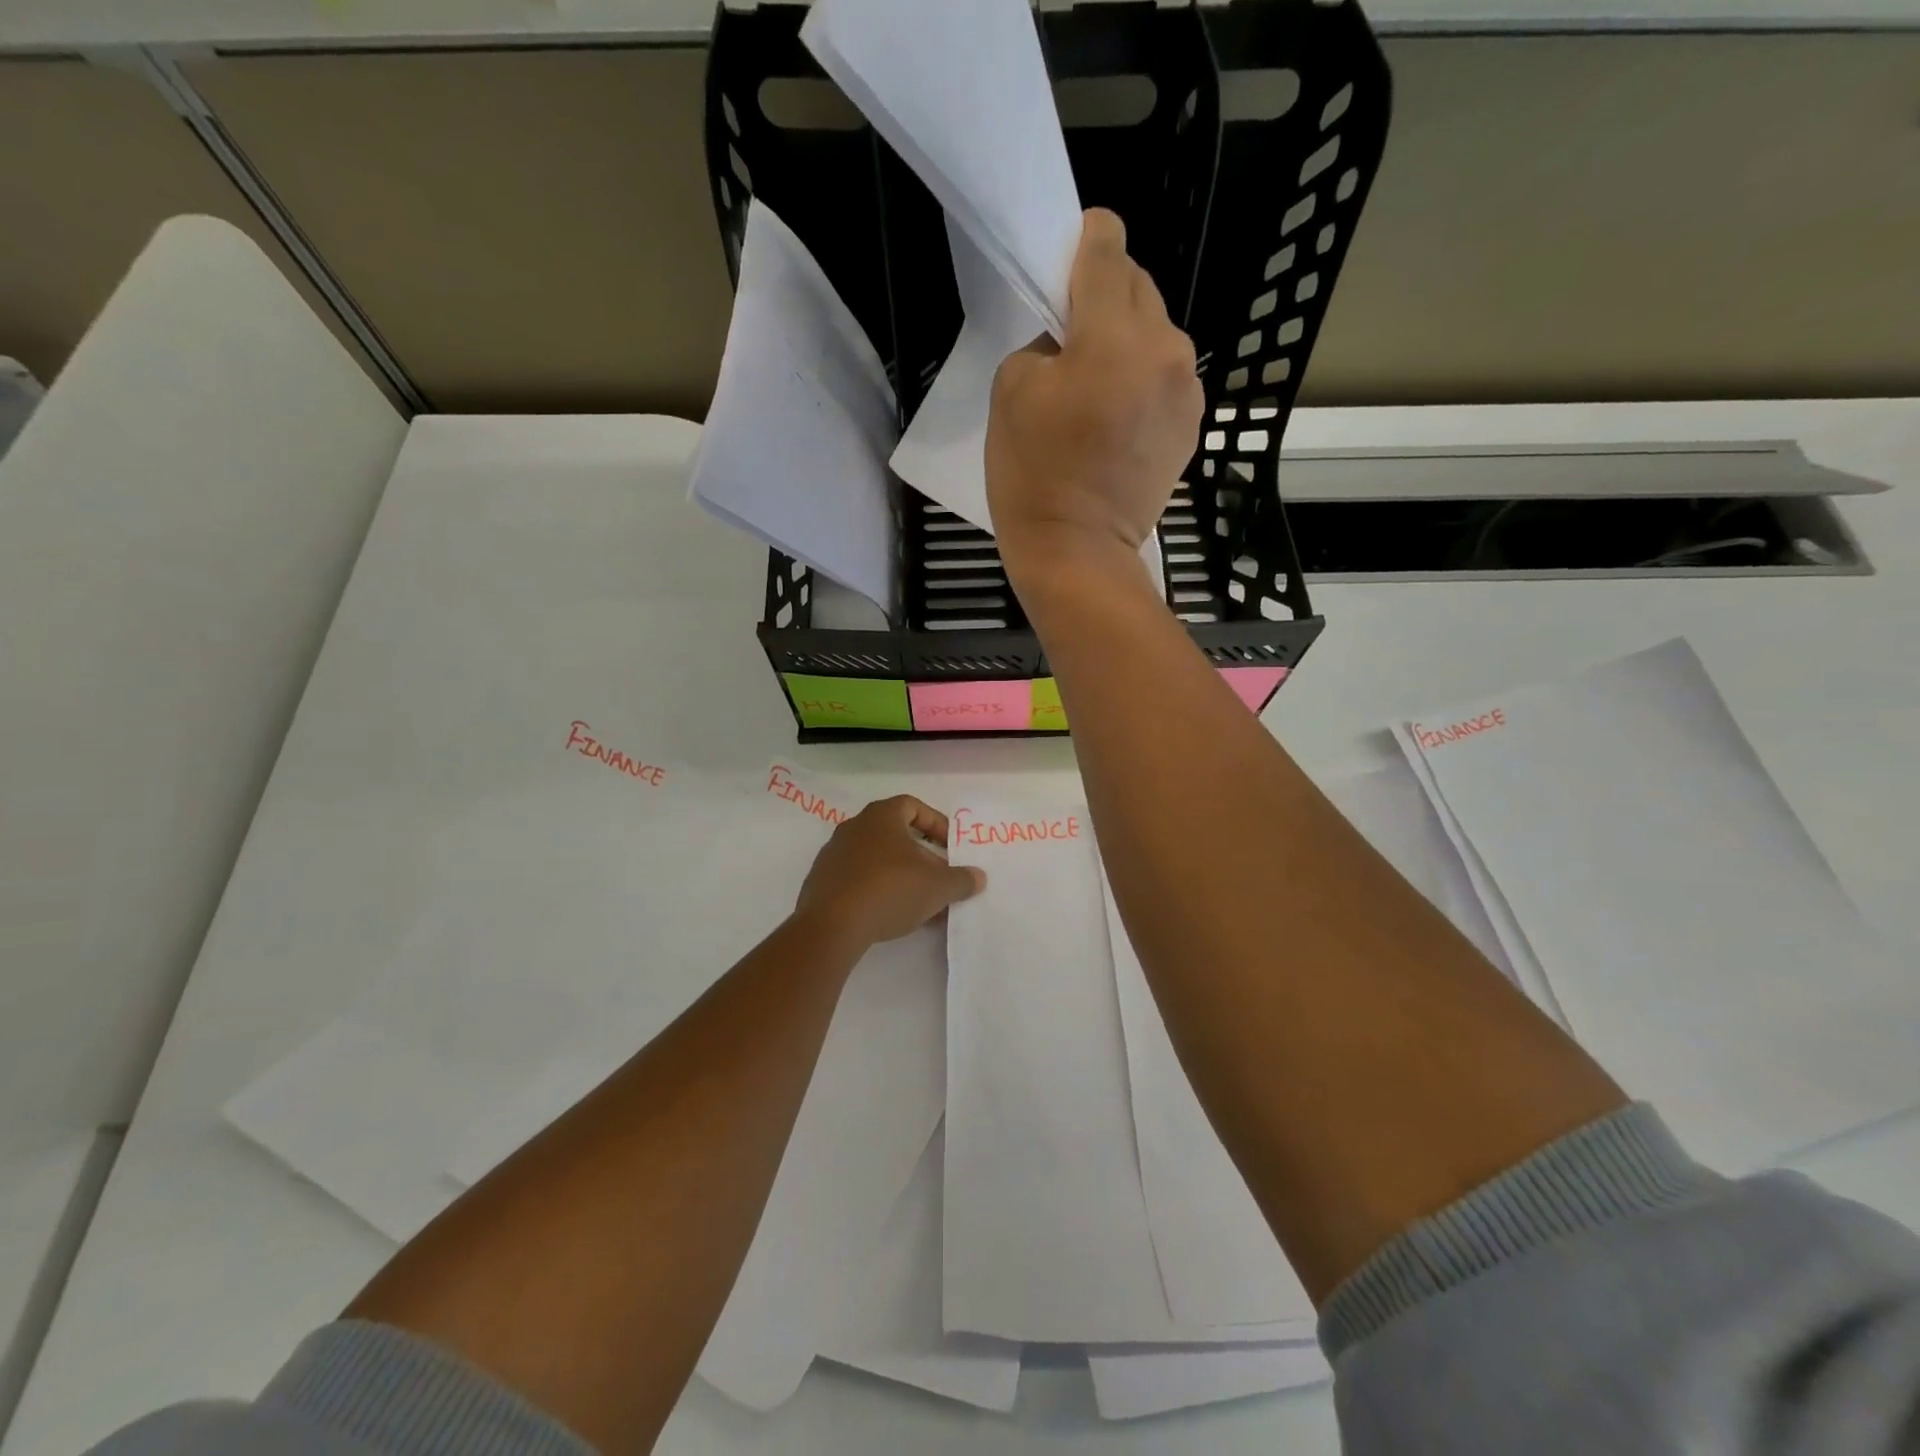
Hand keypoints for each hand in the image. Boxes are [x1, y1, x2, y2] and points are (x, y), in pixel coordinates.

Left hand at [795, 796, 984, 947]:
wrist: (831, 925)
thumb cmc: (890, 890)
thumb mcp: (938, 887)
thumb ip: (961, 880)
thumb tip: (978, 877)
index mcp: (881, 816)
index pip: (913, 806)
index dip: (936, 824)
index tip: (951, 848)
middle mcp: (854, 827)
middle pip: (895, 834)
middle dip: (922, 856)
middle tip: (939, 878)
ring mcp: (833, 854)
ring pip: (877, 858)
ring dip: (901, 875)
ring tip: (920, 903)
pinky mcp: (821, 882)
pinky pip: (858, 879)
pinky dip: (877, 890)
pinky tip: (891, 915)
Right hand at [986, 208, 1203, 592]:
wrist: (1078, 552)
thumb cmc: (1034, 475)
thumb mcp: (1011, 391)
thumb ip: (1042, 341)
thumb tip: (1068, 341)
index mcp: (1114, 333)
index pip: (1107, 248)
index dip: (1083, 241)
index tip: (1065, 259)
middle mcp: (1165, 348)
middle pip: (1138, 286)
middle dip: (1103, 298)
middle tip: (1070, 339)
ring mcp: (1187, 389)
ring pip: (1156, 333)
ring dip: (1126, 342)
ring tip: (1096, 388)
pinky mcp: (1192, 425)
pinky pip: (1167, 377)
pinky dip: (1143, 381)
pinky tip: (1118, 420)